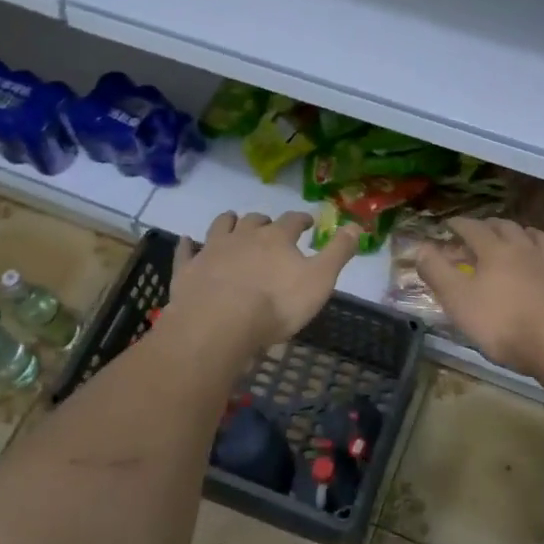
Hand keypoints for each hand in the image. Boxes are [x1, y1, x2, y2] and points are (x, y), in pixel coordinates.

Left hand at [166, 210, 360, 357]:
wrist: (219, 323)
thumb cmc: (276, 304)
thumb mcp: (320, 280)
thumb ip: (338, 252)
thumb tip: (357, 225)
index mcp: (277, 238)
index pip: (293, 221)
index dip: (302, 220)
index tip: (308, 222)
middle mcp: (244, 236)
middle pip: (255, 220)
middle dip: (264, 221)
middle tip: (270, 226)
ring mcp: (212, 250)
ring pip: (221, 226)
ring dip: (229, 222)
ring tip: (233, 221)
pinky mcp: (189, 269)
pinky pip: (186, 251)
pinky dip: (188, 245)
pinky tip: (187, 242)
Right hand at [415, 217, 543, 377]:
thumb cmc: (504, 323)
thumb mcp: (458, 300)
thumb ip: (437, 272)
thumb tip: (420, 247)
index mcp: (496, 251)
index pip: (473, 229)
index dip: (459, 224)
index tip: (449, 223)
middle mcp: (527, 251)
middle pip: (509, 229)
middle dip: (493, 225)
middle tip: (484, 228)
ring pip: (543, 241)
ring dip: (530, 235)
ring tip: (524, 236)